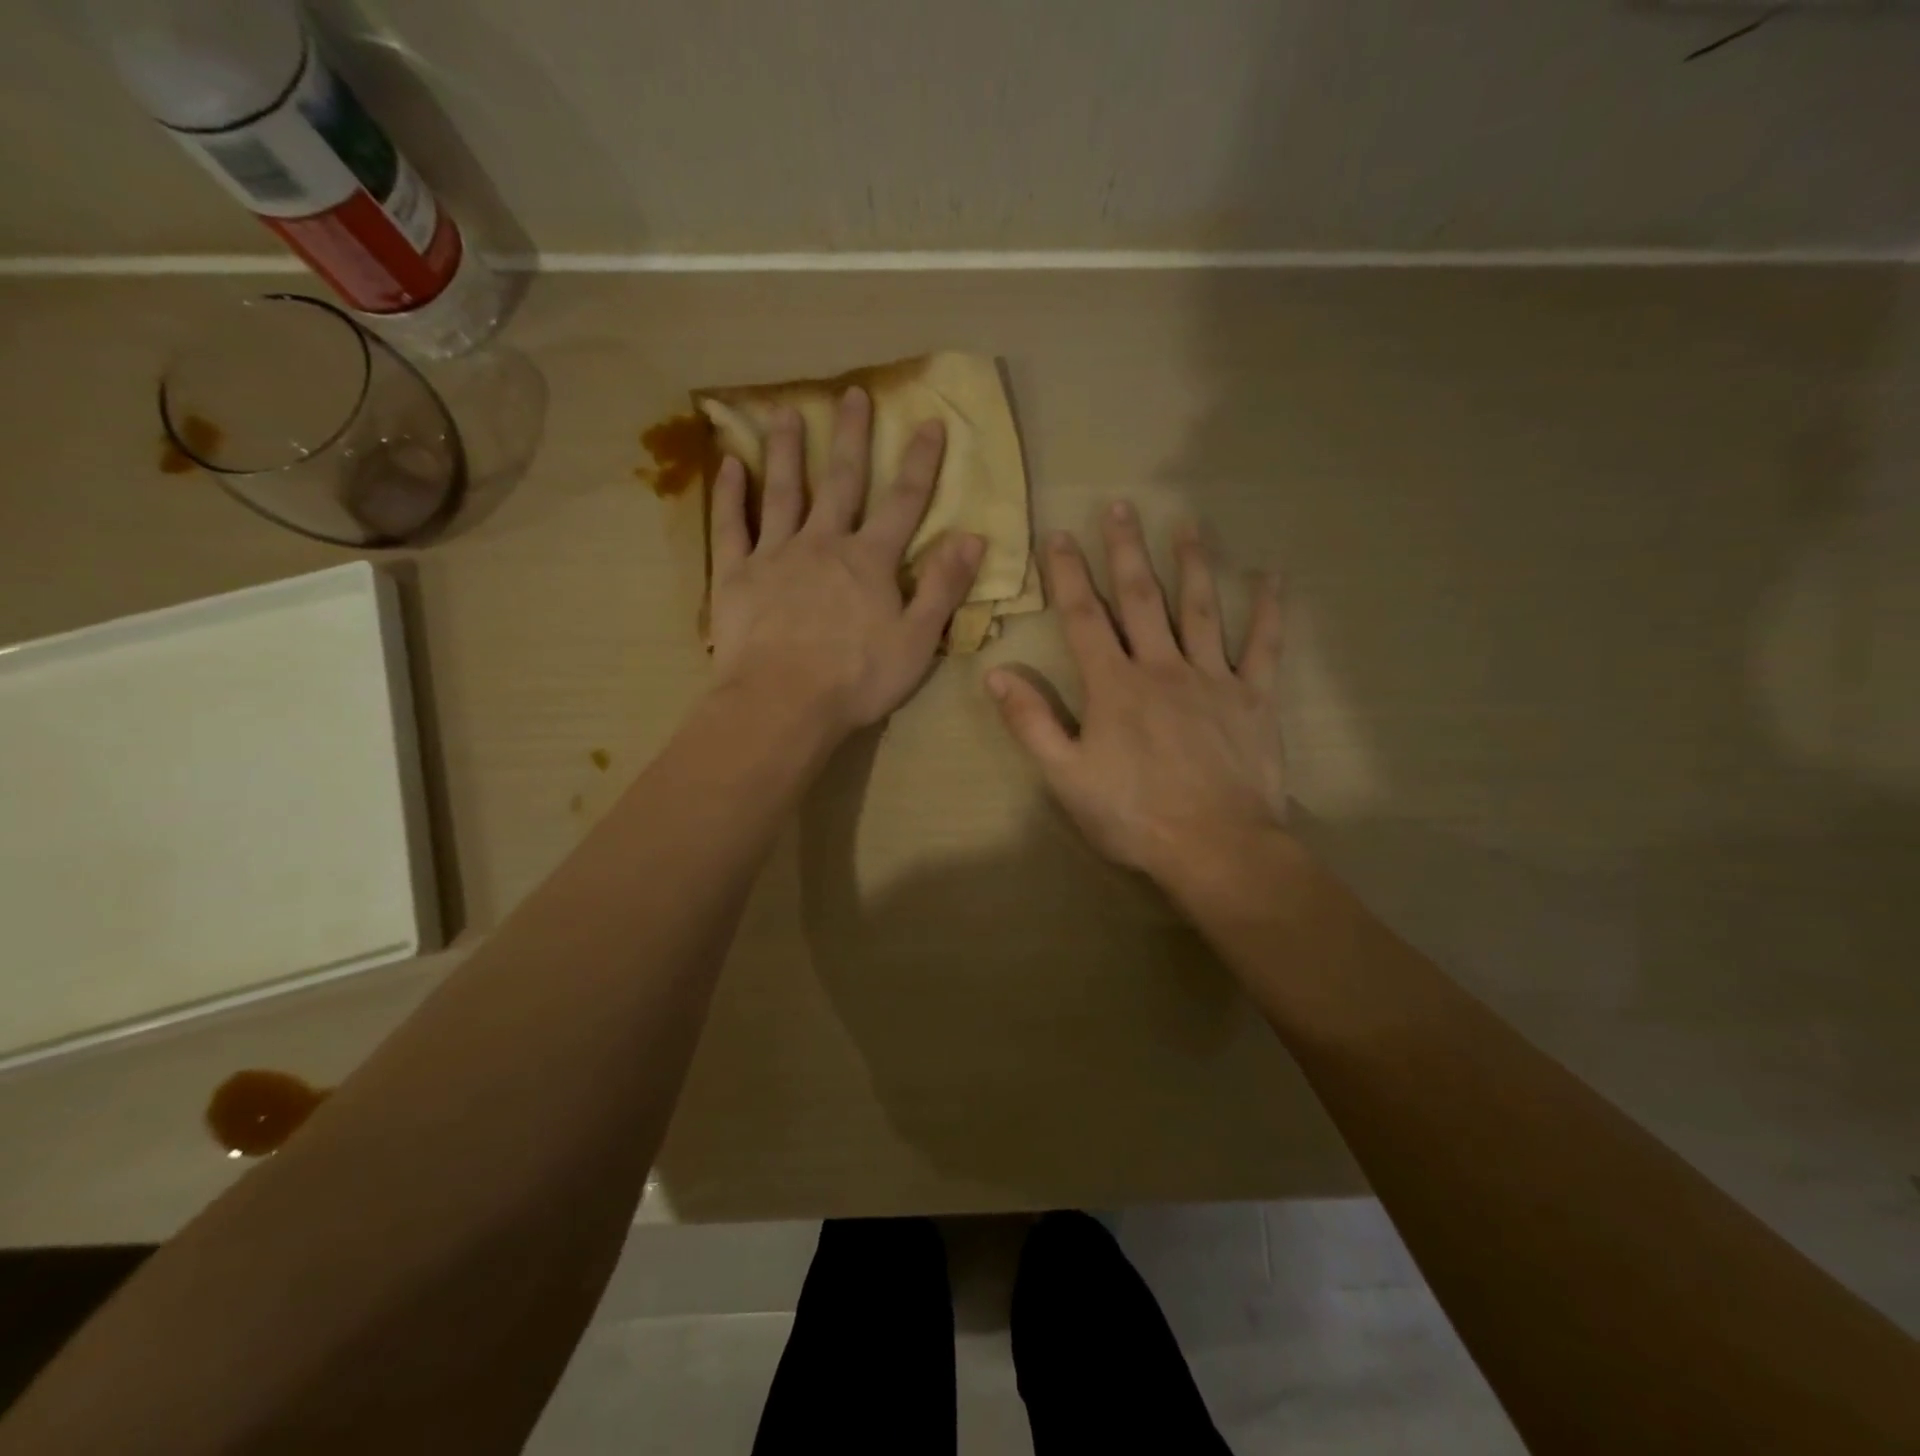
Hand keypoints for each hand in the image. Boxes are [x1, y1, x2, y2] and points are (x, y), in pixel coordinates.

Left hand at [708, 386, 984, 737]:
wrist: (783, 703)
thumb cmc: (857, 679)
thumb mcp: (917, 641)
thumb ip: (944, 588)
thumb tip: (974, 538)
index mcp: (870, 561)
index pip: (903, 503)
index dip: (920, 463)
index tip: (929, 422)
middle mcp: (823, 544)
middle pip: (841, 482)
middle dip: (850, 437)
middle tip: (852, 393)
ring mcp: (775, 555)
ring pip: (782, 491)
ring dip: (785, 450)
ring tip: (783, 410)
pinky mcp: (736, 575)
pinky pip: (731, 527)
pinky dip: (730, 495)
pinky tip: (729, 465)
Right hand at [988, 501, 1287, 887]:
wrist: (1215, 848)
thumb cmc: (1133, 816)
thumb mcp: (1065, 777)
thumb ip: (1031, 722)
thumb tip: (995, 674)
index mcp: (1114, 686)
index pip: (1084, 618)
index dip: (1068, 575)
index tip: (1059, 535)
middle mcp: (1162, 668)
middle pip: (1142, 599)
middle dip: (1126, 551)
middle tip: (1121, 506)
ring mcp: (1213, 679)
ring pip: (1201, 610)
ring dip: (1192, 564)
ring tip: (1187, 524)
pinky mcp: (1254, 699)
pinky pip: (1264, 647)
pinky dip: (1269, 611)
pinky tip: (1272, 578)